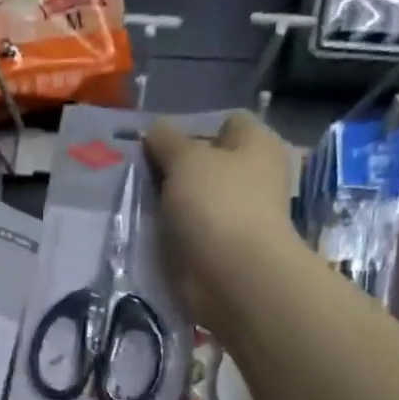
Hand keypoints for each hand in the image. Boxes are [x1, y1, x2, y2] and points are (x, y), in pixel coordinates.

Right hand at [145, 112, 297, 328]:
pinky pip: (193, 231)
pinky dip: (175, 233)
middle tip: (141, 173)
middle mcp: (255, 176)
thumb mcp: (185, 159)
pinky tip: (152, 232)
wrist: (233, 276)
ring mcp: (240, 216)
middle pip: (209, 163)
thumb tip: (156, 130)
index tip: (159, 144)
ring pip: (197, 199)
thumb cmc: (217, 204)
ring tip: (140, 203)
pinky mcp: (224, 249)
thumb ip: (166, 140)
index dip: (192, 128)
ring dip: (172, 202)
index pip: (227, 122)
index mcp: (258, 144)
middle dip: (176, 168)